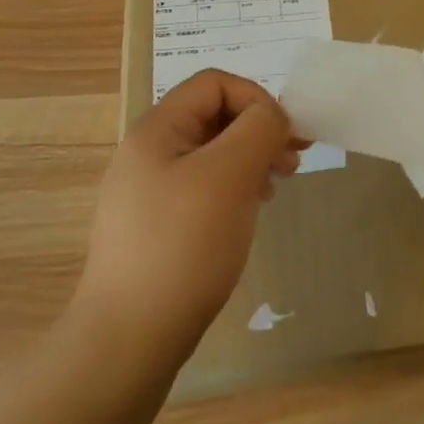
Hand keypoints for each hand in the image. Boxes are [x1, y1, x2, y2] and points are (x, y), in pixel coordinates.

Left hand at [73, 69, 299, 364]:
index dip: (256, 98)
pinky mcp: (157, 225)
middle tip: (294, 159)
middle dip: (259, 129)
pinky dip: (235, 187)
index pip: (215, 83)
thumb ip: (260, 129)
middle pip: (214, 115)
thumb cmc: (183, 246)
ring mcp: (150, 190)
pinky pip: (204, 186)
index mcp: (157, 129)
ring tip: (278, 184)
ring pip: (213, 152)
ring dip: (251, 158)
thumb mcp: (230, 175)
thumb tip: (273, 116)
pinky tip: (251, 210)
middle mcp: (149, 151)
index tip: (285, 136)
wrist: (129, 340)